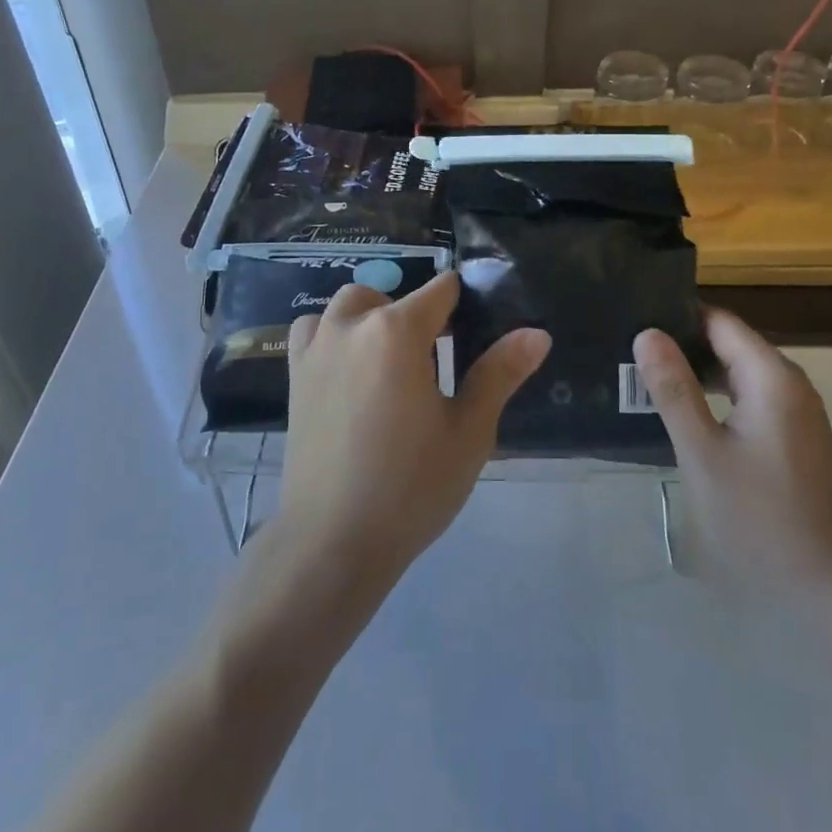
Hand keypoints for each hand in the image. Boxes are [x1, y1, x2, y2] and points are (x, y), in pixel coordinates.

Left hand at [279, 272, 549, 580]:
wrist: (333, 541)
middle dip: (415, 315)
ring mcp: (317, 348)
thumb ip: (500, 373)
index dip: (462, 305)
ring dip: (370, 318)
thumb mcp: (469, 432)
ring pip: (347, 307)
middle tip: (434, 363)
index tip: (472, 335)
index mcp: (397, 331)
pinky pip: (313, 331)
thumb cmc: (411, 486)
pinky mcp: (295, 375)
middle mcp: (352, 325)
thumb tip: (537, 333)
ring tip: (389, 364)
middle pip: (390, 295)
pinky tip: (349, 373)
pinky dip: (332, 335)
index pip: (439, 290)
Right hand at [634, 309, 831, 590]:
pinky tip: (684, 413)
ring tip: (646, 378)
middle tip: (629, 352)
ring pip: (738, 372)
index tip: (633, 320)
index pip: (719, 321)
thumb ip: (673, 389)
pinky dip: (716, 396)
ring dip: (697, 373)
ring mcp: (796, 412)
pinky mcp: (794, 438)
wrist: (827, 592)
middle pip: (730, 343)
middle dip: (683, 344)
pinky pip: (749, 397)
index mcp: (772, 377)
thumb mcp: (703, 452)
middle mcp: (790, 383)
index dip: (677, 316)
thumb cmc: (759, 518)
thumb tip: (647, 333)